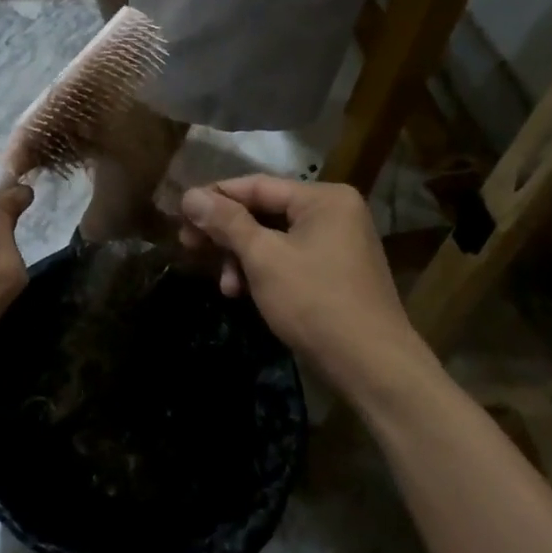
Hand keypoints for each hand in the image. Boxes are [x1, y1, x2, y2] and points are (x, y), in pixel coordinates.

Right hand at [178, 176, 432, 402]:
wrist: (372, 366)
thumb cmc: (315, 302)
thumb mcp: (263, 258)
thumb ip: (226, 223)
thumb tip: (189, 195)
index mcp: (324, 198)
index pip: (257, 186)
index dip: (215, 198)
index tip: (179, 214)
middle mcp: (334, 213)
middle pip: (265, 211)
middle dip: (226, 233)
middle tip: (187, 246)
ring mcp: (338, 244)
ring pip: (274, 239)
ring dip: (242, 259)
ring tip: (224, 286)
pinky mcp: (335, 273)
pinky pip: (289, 259)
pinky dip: (263, 272)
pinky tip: (244, 294)